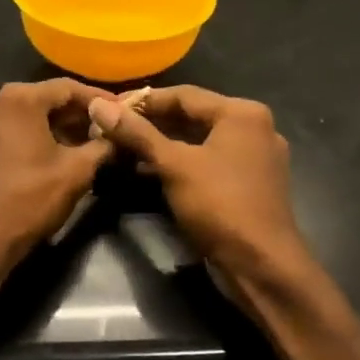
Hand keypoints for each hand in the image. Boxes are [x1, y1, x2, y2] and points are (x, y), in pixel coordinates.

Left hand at [0, 80, 113, 281]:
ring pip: (15, 122)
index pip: (66, 88)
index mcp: (17, 100)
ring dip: (43, 132)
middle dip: (69, 117)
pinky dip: (18, 146)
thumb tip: (115, 136)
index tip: (119, 109)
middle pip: (38, 102)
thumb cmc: (27, 202)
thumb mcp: (76, 173)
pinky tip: (33, 166)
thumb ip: (101, 146)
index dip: (96, 99)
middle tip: (97, 132)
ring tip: (69, 150)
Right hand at [87, 86, 308, 282]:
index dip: (142, 101)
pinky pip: (209, 161)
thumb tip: (98, 105)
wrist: (261, 264)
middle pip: (193, 116)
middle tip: (112, 128)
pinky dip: (182, 163)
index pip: (184, 94)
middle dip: (152, 123)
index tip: (107, 107)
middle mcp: (254, 128)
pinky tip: (150, 171)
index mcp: (242, 113)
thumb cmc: (219, 204)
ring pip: (200, 141)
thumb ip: (136, 133)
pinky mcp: (250, 183)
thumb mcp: (173, 165)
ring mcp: (255, 157)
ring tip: (124, 148)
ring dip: (164, 144)